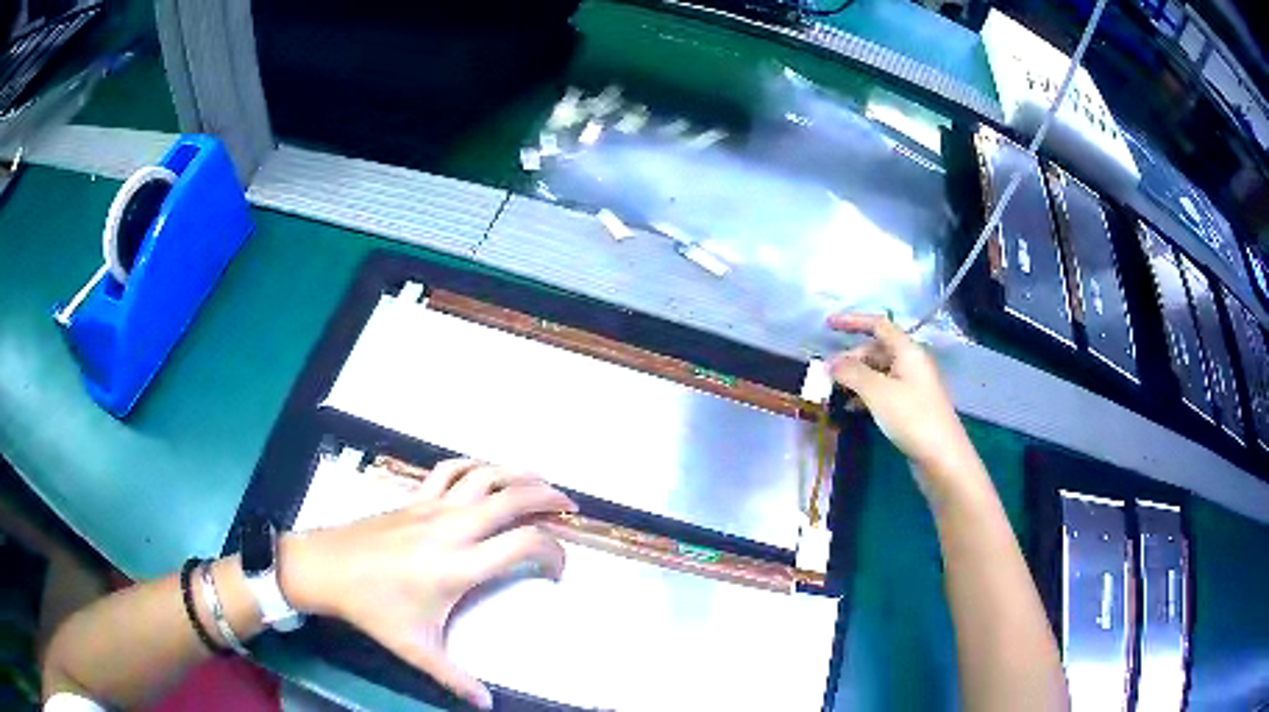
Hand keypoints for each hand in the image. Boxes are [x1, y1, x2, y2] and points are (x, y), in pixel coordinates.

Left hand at [280, 459, 576, 709]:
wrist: (327, 568)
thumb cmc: (374, 609)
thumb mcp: (416, 649)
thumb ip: (455, 678)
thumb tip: (487, 704)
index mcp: (458, 567)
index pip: (522, 545)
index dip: (553, 552)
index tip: (558, 569)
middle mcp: (452, 529)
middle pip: (511, 498)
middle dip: (548, 498)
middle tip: (569, 508)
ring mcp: (432, 507)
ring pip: (484, 475)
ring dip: (517, 474)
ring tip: (540, 483)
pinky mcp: (415, 497)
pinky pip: (451, 469)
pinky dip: (475, 464)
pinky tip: (486, 473)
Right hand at [825, 313, 980, 489]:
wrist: (942, 458)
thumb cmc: (912, 418)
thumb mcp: (878, 393)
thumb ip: (852, 373)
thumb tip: (830, 363)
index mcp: (908, 351)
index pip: (878, 325)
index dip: (853, 321)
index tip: (827, 324)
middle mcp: (911, 363)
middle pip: (876, 350)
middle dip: (850, 358)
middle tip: (826, 374)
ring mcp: (912, 386)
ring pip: (879, 372)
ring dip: (856, 378)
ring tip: (834, 391)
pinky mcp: (910, 407)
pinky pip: (883, 391)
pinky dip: (865, 394)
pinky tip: (851, 408)